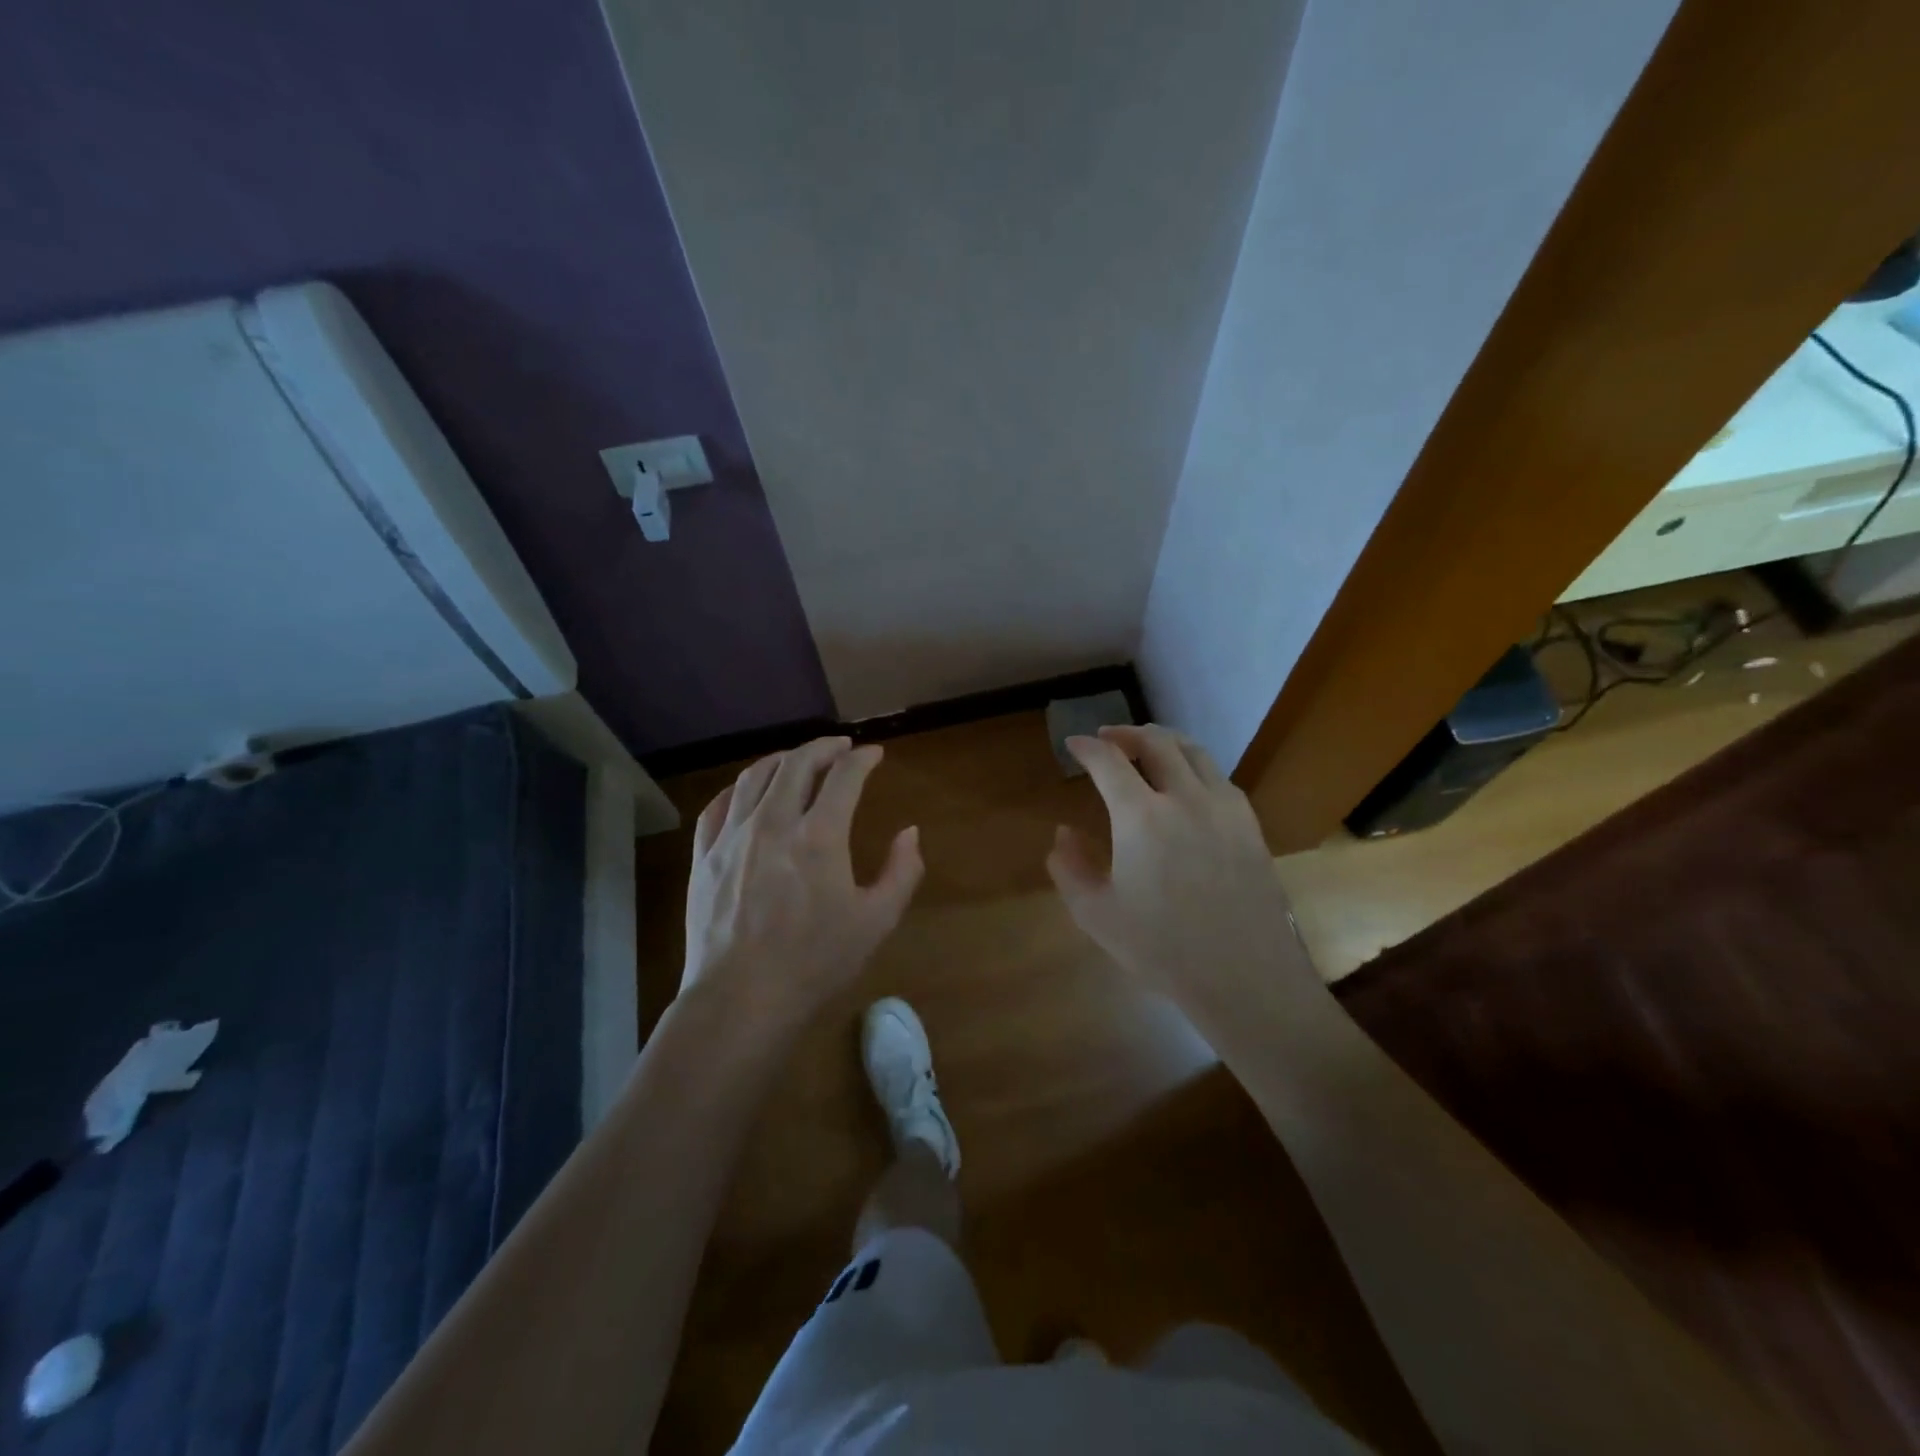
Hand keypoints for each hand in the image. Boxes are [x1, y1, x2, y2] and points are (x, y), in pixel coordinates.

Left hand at [683, 737, 922, 1033]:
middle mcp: (773, 822)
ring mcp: (732, 837)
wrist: (741, 999)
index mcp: (819, 836)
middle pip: (796, 763)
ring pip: (754, 776)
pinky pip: (717, 805)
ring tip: (797, 760)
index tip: (874, 754)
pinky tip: (748, 791)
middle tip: (840, 747)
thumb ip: (902, 871)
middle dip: (823, 747)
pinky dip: (739, 788)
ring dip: (781, 760)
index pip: (844, 776)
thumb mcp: (877, 921)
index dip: (863, 758)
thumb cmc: (815, 961)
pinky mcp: (703, 856)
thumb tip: (910, 832)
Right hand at [1047, 724, 1316, 1016]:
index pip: (1109, 761)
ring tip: (1146, 749)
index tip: (1073, 745)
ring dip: (1163, 741)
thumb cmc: (1162, 949)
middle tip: (1107, 739)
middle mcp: (1185, 798)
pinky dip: (1193, 765)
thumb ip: (1069, 868)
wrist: (1244, 976)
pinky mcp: (1249, 823)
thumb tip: (1063, 833)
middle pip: (1155, 742)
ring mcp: (1224, 807)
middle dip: (1125, 734)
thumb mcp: (1096, 914)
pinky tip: (1186, 785)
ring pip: (1193, 751)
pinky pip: (1218, 776)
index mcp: (1142, 817)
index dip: (1086, 748)